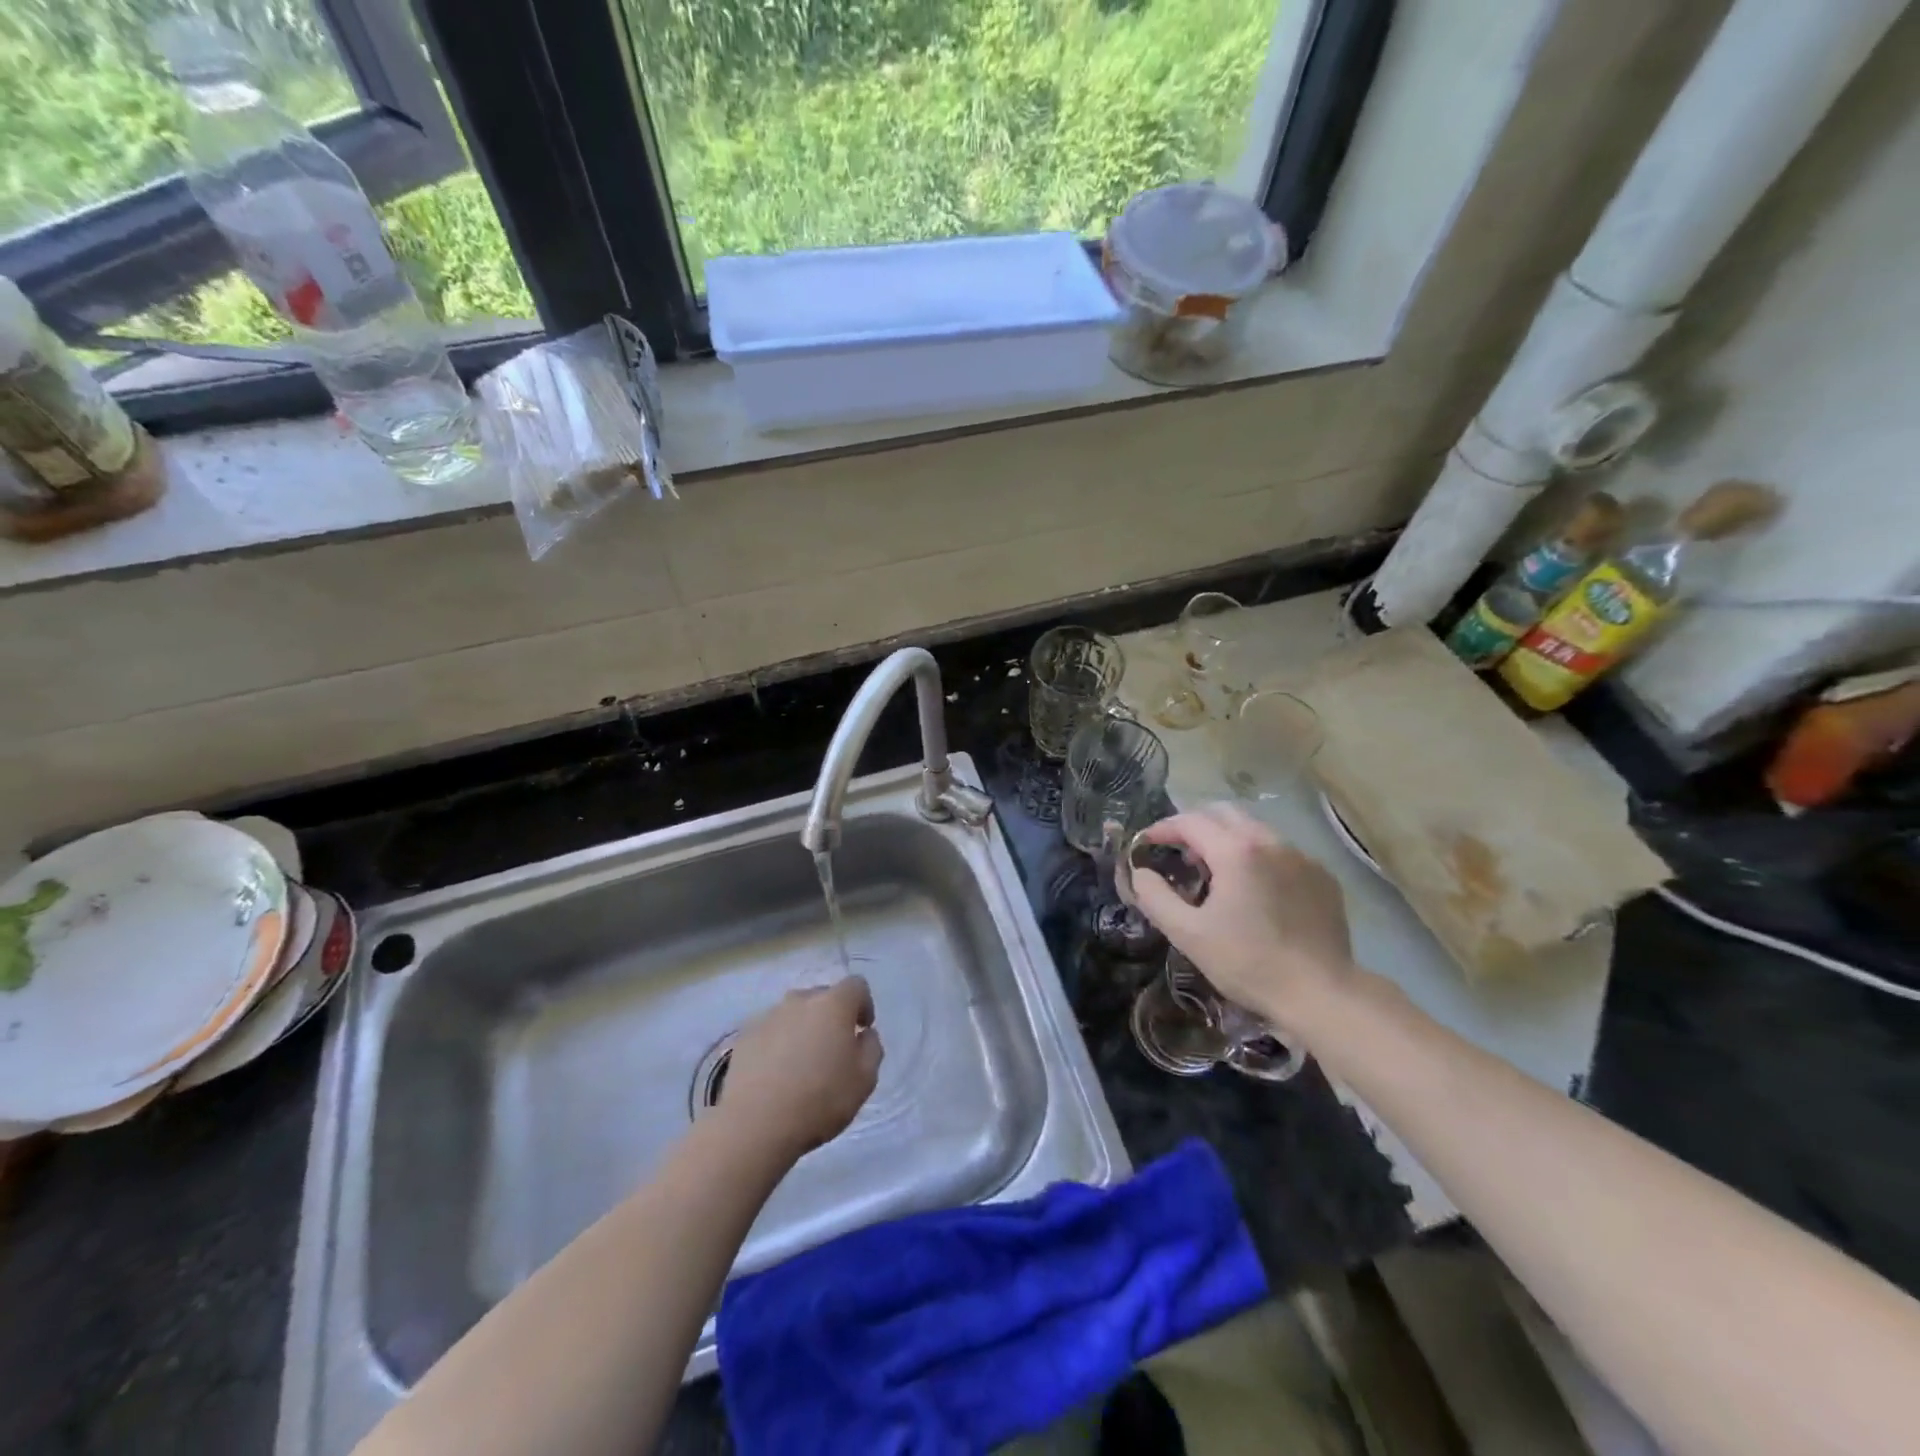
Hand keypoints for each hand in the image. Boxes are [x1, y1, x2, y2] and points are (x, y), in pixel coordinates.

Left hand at [719, 977, 882, 1160]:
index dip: (864, 1004)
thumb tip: (864, 1034)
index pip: (856, 985)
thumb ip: (872, 1048)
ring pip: (794, 1013)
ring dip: (803, 1029)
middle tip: (833, 1049)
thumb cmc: (819, 1100)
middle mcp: (800, 1000)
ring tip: (802, 1063)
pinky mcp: (745, 1036)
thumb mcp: (865, 1080)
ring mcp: (768, 1016)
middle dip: (832, 1016)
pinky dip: (778, 1043)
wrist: (755, 1124)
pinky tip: (776, 1073)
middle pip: (823, 996)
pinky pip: (771, 1030)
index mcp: (833, 1004)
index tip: (862, 1029)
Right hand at [1131, 804, 1355, 1038]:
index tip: (1146, 843)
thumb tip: (1140, 872)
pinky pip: (1281, 852)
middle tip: (1178, 851)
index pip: (1190, 821)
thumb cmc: (1248, 963)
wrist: (1321, 994)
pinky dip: (1257, 858)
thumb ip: (1155, 897)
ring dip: (1227, 839)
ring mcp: (1301, 857)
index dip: (1162, 828)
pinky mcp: (1322, 877)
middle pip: (1224, 813)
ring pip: (1255, 830)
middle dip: (1195, 825)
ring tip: (1214, 870)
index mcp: (1236, 851)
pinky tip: (1254, 889)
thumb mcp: (1188, 934)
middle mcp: (1270, 842)